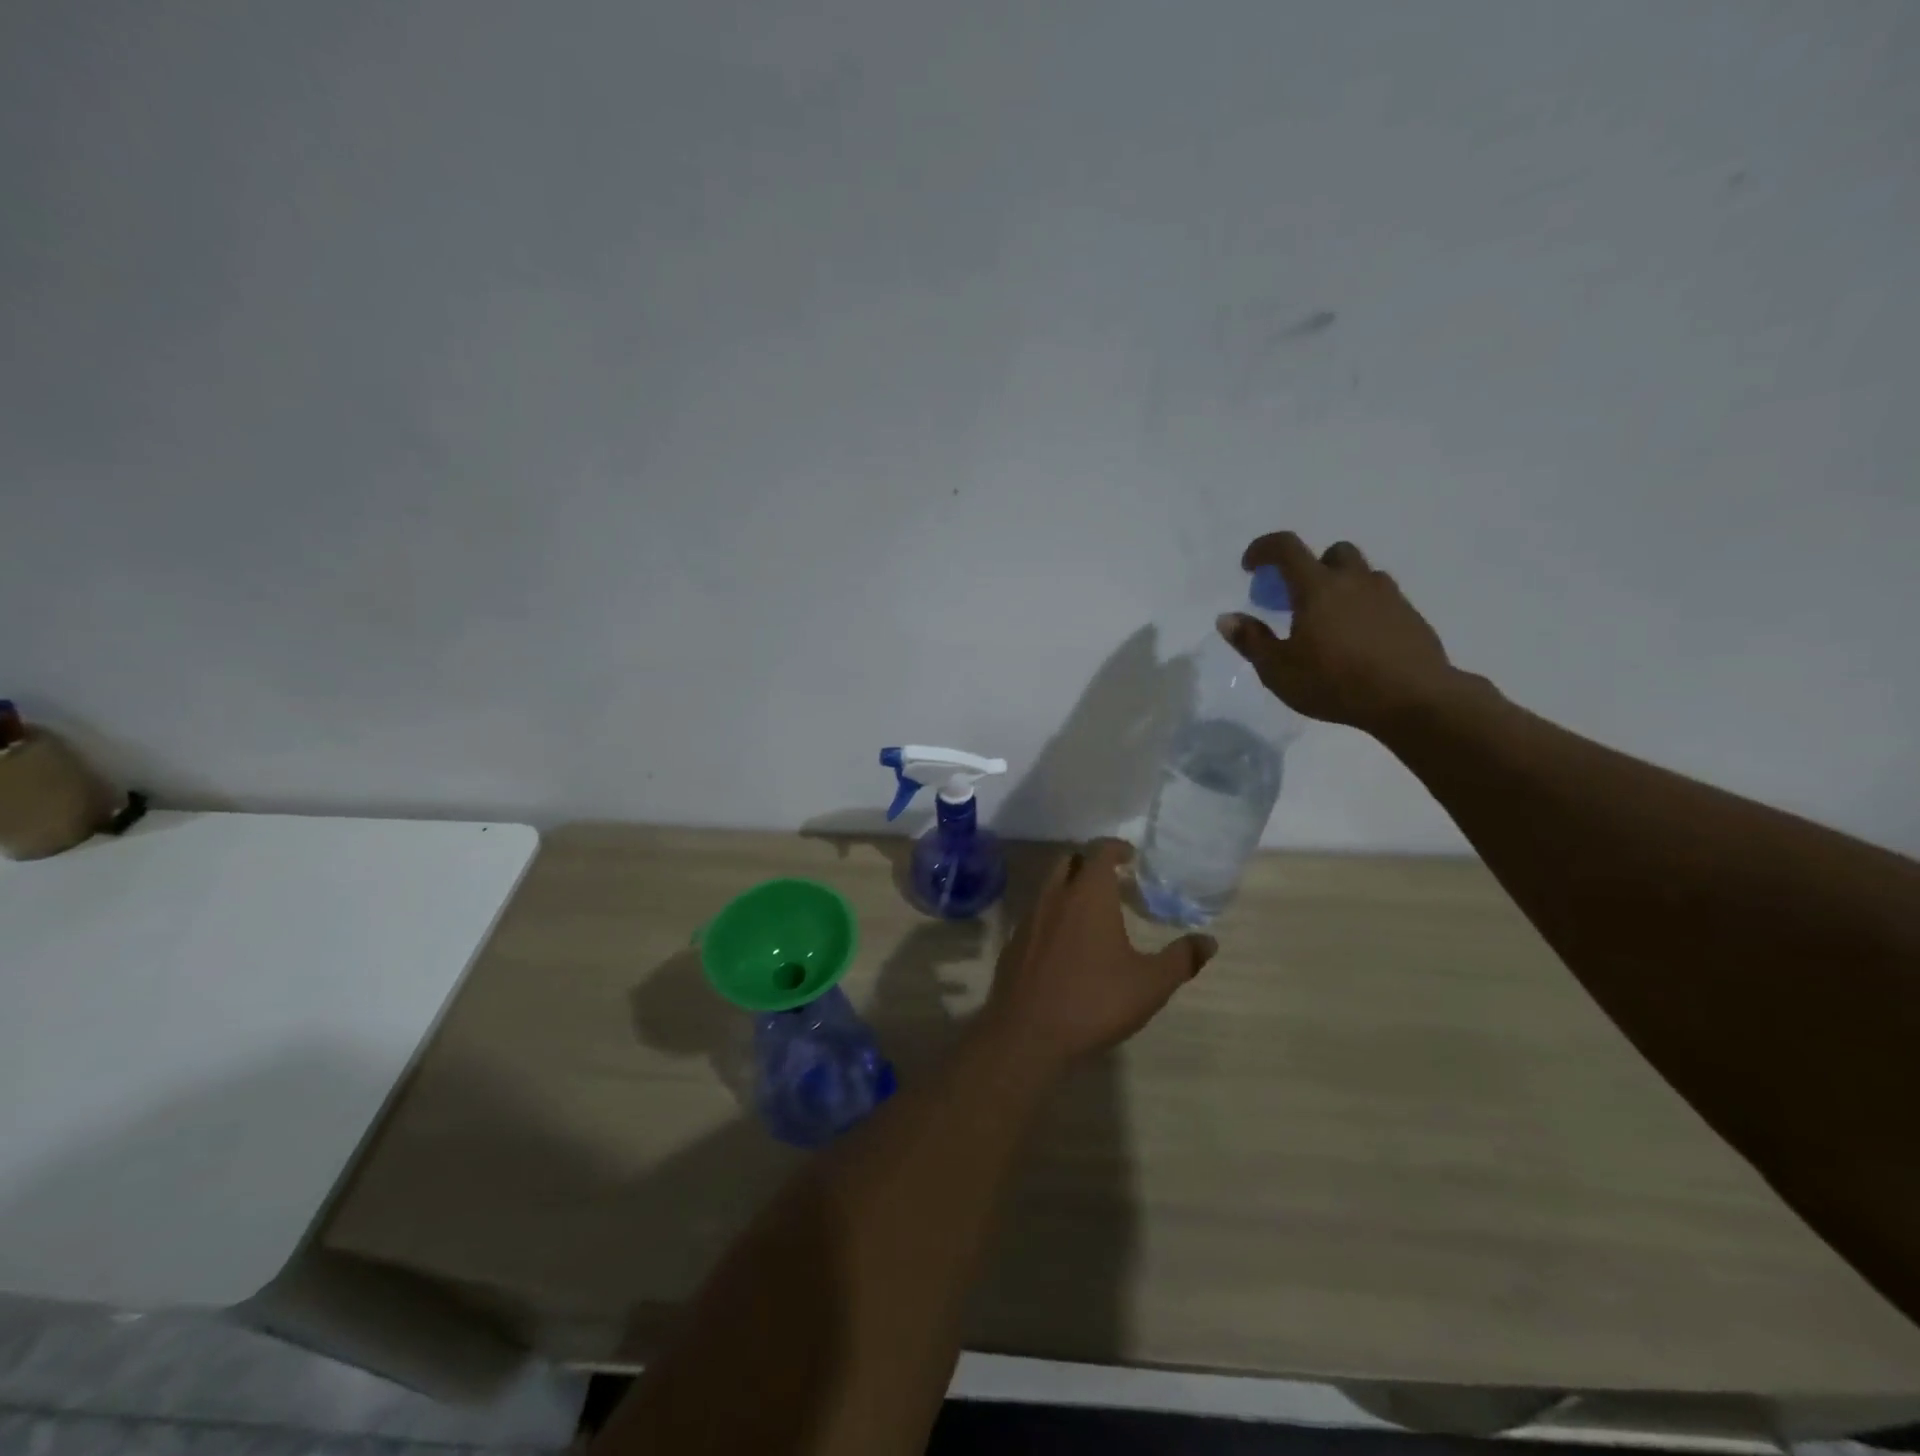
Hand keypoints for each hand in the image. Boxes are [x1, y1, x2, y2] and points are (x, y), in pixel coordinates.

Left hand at [981, 841, 1214, 1066]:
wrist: (1027, 1033)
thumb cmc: (1094, 1001)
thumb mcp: (1150, 984)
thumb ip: (1181, 959)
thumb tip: (1209, 941)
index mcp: (1088, 895)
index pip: (1099, 851)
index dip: (1116, 848)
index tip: (1130, 856)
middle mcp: (1055, 896)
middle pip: (1069, 861)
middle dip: (1090, 863)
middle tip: (1113, 881)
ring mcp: (1029, 918)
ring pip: (1049, 886)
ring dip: (1069, 888)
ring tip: (1092, 912)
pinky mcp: (1014, 943)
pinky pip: (1036, 915)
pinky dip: (1053, 915)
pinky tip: (1066, 944)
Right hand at [1219, 531, 1462, 735]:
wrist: (1412, 698)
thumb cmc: (1334, 682)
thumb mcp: (1278, 670)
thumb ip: (1251, 641)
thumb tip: (1228, 618)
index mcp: (1317, 587)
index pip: (1286, 547)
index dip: (1263, 549)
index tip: (1249, 567)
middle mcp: (1354, 581)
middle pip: (1332, 553)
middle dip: (1310, 566)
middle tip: (1297, 598)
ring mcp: (1388, 596)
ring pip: (1362, 574)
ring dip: (1341, 586)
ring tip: (1329, 622)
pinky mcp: (1410, 616)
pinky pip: (1382, 599)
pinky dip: (1364, 608)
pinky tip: (1358, 641)